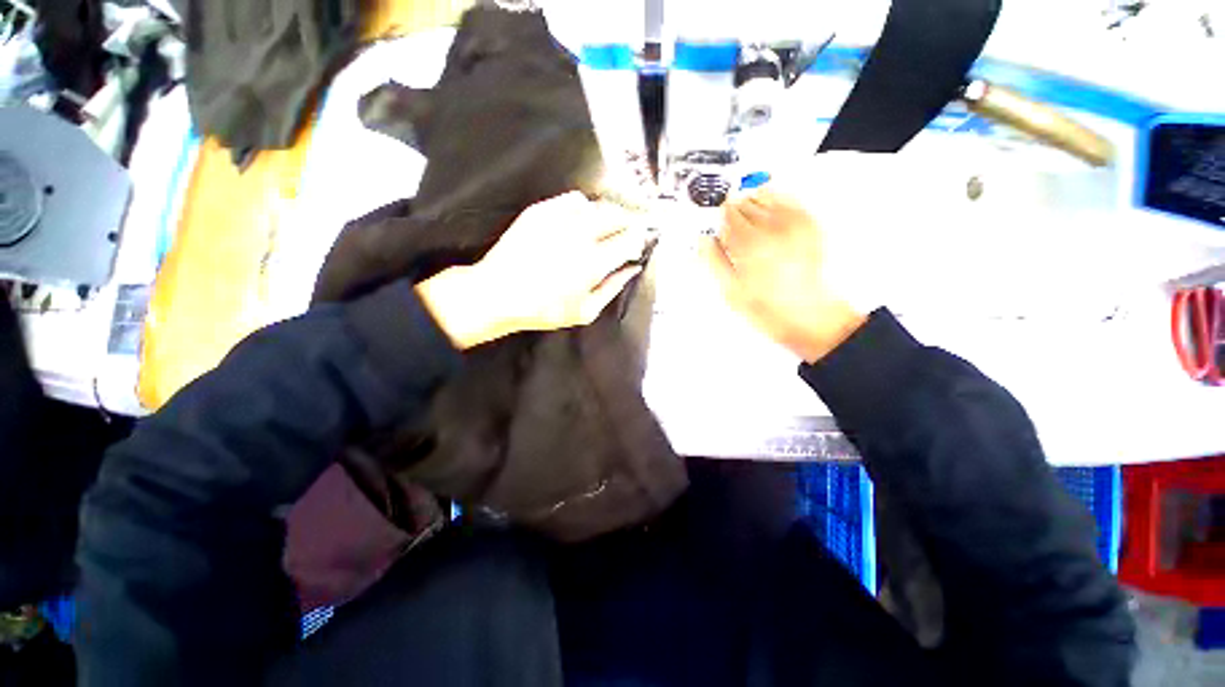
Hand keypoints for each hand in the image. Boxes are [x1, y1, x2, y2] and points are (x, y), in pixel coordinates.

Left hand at [417, 192, 650, 348]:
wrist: (498, 293)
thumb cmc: (544, 309)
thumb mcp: (585, 311)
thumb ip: (613, 287)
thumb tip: (632, 268)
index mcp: (594, 262)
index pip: (630, 239)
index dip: (639, 239)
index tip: (637, 245)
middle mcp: (580, 235)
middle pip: (619, 215)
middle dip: (630, 222)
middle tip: (629, 232)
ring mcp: (560, 219)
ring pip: (598, 204)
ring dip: (610, 214)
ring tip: (608, 226)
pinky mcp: (542, 211)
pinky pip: (574, 199)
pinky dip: (585, 207)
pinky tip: (582, 219)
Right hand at [700, 188, 866, 362]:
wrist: (807, 315)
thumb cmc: (768, 308)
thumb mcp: (731, 290)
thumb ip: (714, 261)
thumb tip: (704, 241)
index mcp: (750, 244)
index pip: (728, 216)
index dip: (719, 218)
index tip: (716, 222)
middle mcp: (772, 229)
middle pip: (745, 205)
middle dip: (735, 211)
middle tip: (730, 221)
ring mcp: (794, 225)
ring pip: (766, 197)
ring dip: (753, 203)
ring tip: (748, 214)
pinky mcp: (809, 226)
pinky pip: (790, 200)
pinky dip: (777, 199)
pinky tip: (771, 206)